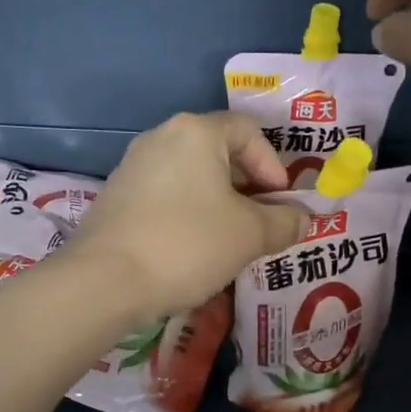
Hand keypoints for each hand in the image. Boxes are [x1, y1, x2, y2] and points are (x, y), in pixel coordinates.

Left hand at [66, 112, 306, 320]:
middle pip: (217, 151)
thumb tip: (304, 219)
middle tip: (259, 222)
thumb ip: (284, 222)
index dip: (272, 165)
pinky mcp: (114, 197)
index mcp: (196, 132)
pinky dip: (186, 214)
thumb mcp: (250, 235)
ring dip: (216, 202)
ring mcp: (132, 167)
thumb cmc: (188, 244)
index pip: (247, 131)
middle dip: (246, 186)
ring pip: (189, 176)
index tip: (279, 202)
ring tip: (228, 240)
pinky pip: (164, 196)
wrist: (105, 280)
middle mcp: (161, 137)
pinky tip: (190, 249)